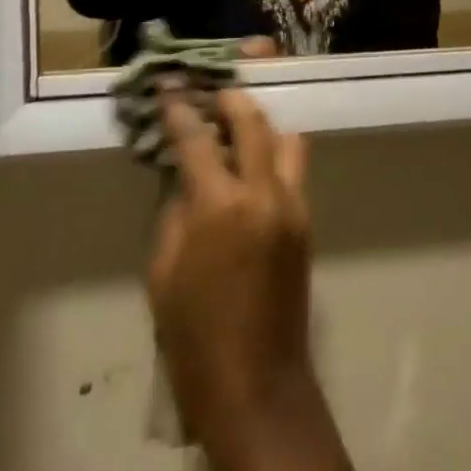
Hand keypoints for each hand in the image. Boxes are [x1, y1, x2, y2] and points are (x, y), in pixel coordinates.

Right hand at [149, 90, 312, 445]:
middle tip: (212, 88)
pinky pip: (293, 168)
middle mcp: (264, 191)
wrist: (255, 382)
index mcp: (220, 206)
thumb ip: (176, 211)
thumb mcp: (163, 271)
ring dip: (261, 122)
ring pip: (285, 138)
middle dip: (231, 98)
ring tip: (237, 121)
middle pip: (253, 122)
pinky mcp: (307, 218)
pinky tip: (252, 159)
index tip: (170, 87)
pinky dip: (274, 152)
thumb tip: (185, 174)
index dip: (181, 110)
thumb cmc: (192, 336)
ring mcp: (293, 202)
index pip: (198, 140)